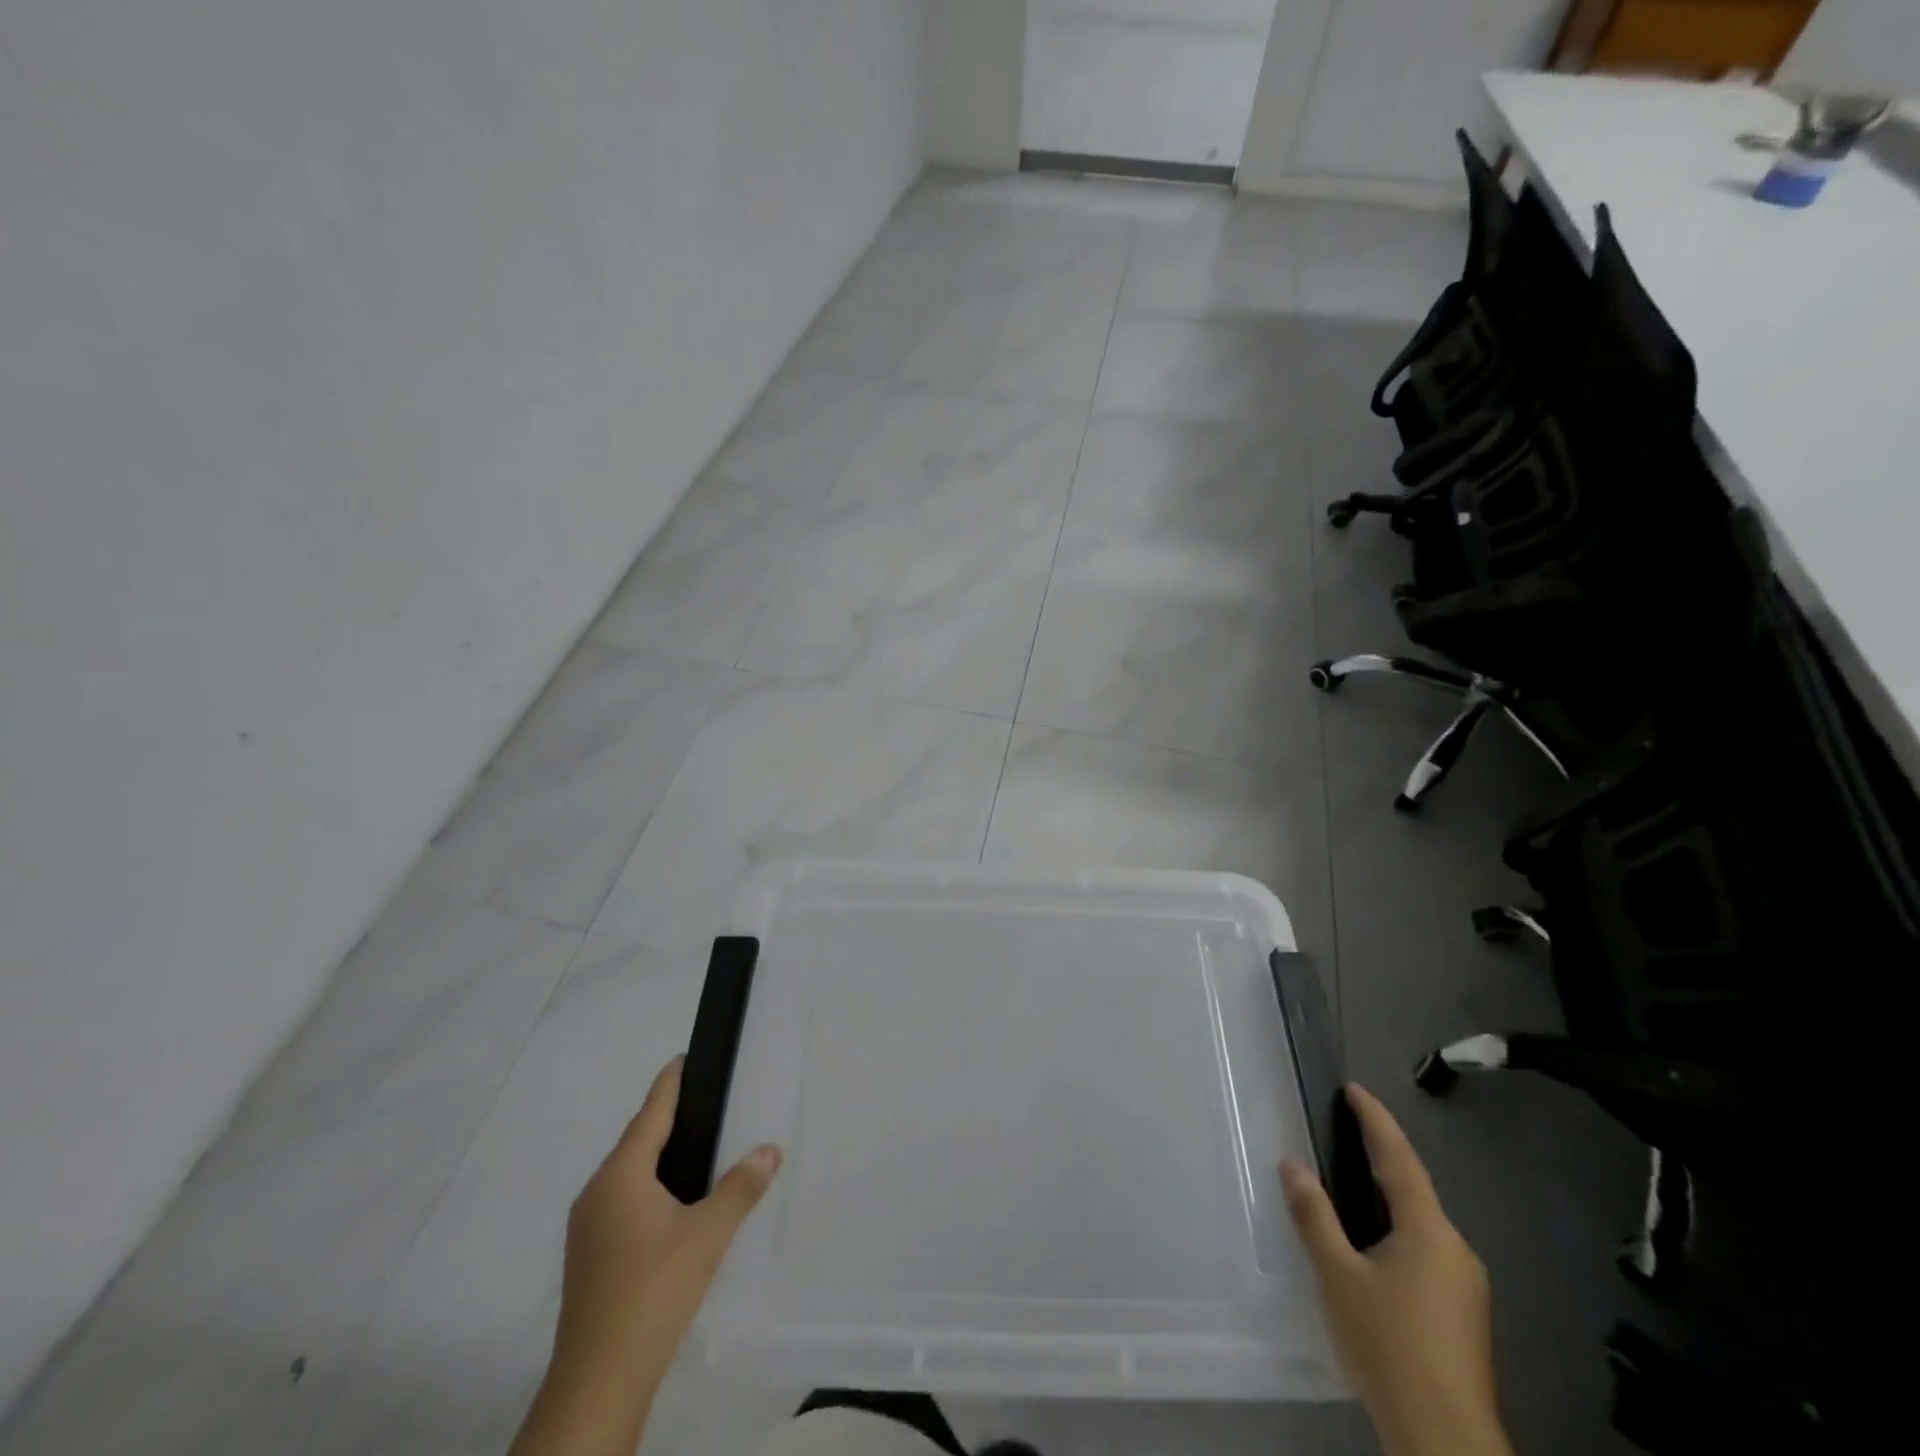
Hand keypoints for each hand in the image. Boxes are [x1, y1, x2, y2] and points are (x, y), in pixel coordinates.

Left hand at [510, 1057, 781, 1455]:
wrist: (598, 1379)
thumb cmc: (654, 1289)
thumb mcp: (708, 1234)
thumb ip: (741, 1187)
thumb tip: (771, 1148)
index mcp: (620, 1176)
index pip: (649, 1114)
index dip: (669, 1085)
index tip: (683, 1058)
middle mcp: (596, 1192)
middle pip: (635, 1142)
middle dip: (664, 1119)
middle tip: (701, 1100)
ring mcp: (586, 1228)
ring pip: (626, 1174)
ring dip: (655, 1155)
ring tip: (692, 1146)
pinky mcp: (588, 1257)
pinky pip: (620, 1200)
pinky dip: (646, 1186)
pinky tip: (669, 1202)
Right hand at [1281, 1085, 1509, 1455]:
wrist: (1444, 1439)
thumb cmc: (1388, 1343)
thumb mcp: (1337, 1276)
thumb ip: (1314, 1216)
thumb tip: (1292, 1165)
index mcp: (1428, 1231)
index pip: (1399, 1158)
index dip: (1375, 1120)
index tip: (1355, 1090)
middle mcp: (1455, 1248)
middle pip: (1414, 1188)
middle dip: (1382, 1156)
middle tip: (1347, 1129)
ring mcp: (1465, 1284)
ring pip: (1421, 1222)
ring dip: (1389, 1195)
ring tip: (1353, 1179)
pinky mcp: (1463, 1313)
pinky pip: (1425, 1249)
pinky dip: (1397, 1228)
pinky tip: (1374, 1243)